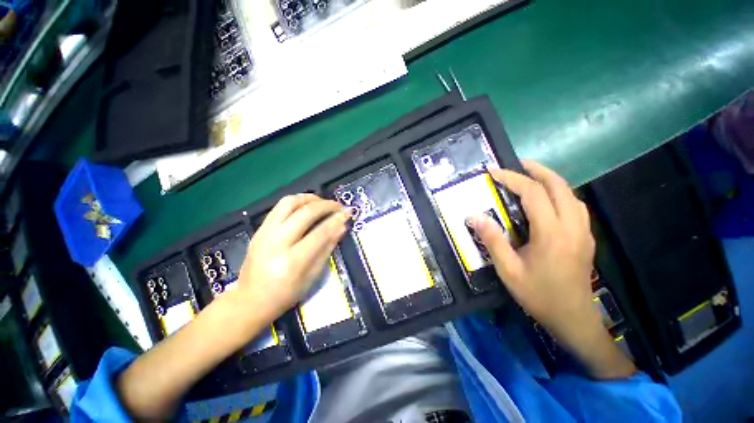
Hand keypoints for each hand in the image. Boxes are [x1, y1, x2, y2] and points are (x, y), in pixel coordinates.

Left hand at [236, 194, 350, 318]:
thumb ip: (327, 248)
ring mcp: (264, 234)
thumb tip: (342, 227)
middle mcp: (276, 243)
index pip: (319, 233)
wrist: (250, 301)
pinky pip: (279, 208)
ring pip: (288, 203)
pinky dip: (297, 202)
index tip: (348, 212)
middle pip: (304, 213)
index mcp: (292, 261)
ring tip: (322, 202)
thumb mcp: (312, 276)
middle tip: (338, 206)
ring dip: (309, 198)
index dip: (336, 220)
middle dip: (325, 205)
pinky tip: (307, 207)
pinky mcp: (258, 230)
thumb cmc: (286, 294)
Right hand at [469, 160, 635, 378]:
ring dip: (549, 180)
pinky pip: (575, 205)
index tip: (494, 172)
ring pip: (571, 193)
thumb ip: (493, 241)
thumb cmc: (538, 295)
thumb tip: (476, 217)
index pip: (533, 193)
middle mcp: (572, 226)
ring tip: (529, 177)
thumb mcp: (508, 271)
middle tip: (515, 165)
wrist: (573, 319)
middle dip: (536, 170)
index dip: (512, 178)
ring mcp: (583, 231)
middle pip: (558, 185)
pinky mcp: (586, 237)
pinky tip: (546, 200)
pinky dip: (559, 193)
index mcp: (552, 233)